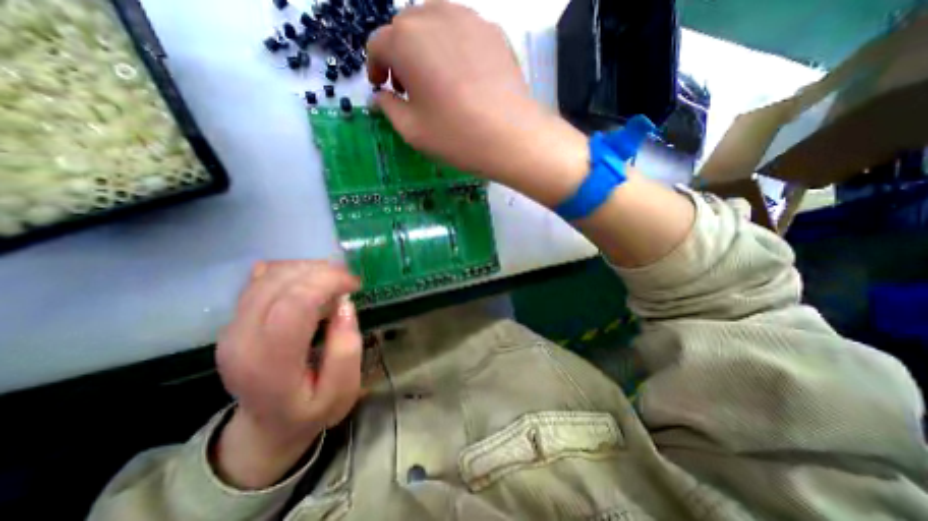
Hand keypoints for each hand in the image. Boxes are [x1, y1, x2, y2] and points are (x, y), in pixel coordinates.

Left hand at [214, 260, 361, 488]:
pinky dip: (292, 271)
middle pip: (279, 283)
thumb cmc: (310, 410)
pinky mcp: (236, 319)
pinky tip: (311, 281)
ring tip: (334, 281)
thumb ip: (347, 349)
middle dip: (321, 271)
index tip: (355, 284)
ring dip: (308, 269)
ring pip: (270, 275)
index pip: (294, 304)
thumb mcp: (342, 392)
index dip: (327, 283)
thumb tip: (344, 304)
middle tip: (349, 280)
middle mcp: (241, 340)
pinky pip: (262, 279)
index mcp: (270, 364)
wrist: (267, 426)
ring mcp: (232, 327)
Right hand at [364, 0, 585, 204]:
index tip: (382, 88)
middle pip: (406, 29)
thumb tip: (381, 96)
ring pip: (435, 23)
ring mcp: (469, 19)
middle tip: (408, 87)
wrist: (511, 137)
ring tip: (435, 79)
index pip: (378, 44)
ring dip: (426, 47)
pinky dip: (453, 48)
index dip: (375, 67)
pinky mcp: (494, 32)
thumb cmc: (456, 136)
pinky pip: (463, 32)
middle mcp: (435, 16)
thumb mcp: (412, 131)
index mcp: (406, 40)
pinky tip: (462, 76)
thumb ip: (389, 108)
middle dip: (400, 56)